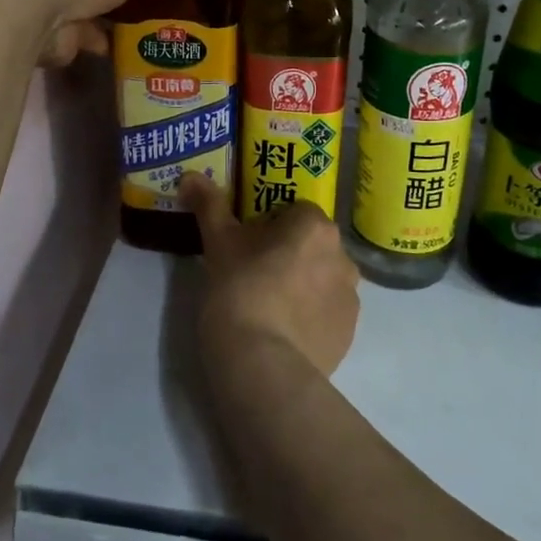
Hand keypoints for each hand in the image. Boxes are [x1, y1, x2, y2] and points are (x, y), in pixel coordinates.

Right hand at [181, 173, 360, 385]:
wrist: (262, 365)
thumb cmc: (239, 290)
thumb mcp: (218, 243)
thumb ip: (208, 205)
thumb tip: (190, 175)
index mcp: (315, 226)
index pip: (293, 211)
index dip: (267, 225)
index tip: (244, 245)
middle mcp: (343, 256)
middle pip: (310, 244)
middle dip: (287, 253)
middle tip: (251, 274)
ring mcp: (350, 298)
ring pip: (321, 279)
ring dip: (301, 284)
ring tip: (267, 308)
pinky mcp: (349, 335)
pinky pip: (327, 313)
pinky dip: (309, 317)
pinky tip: (282, 332)